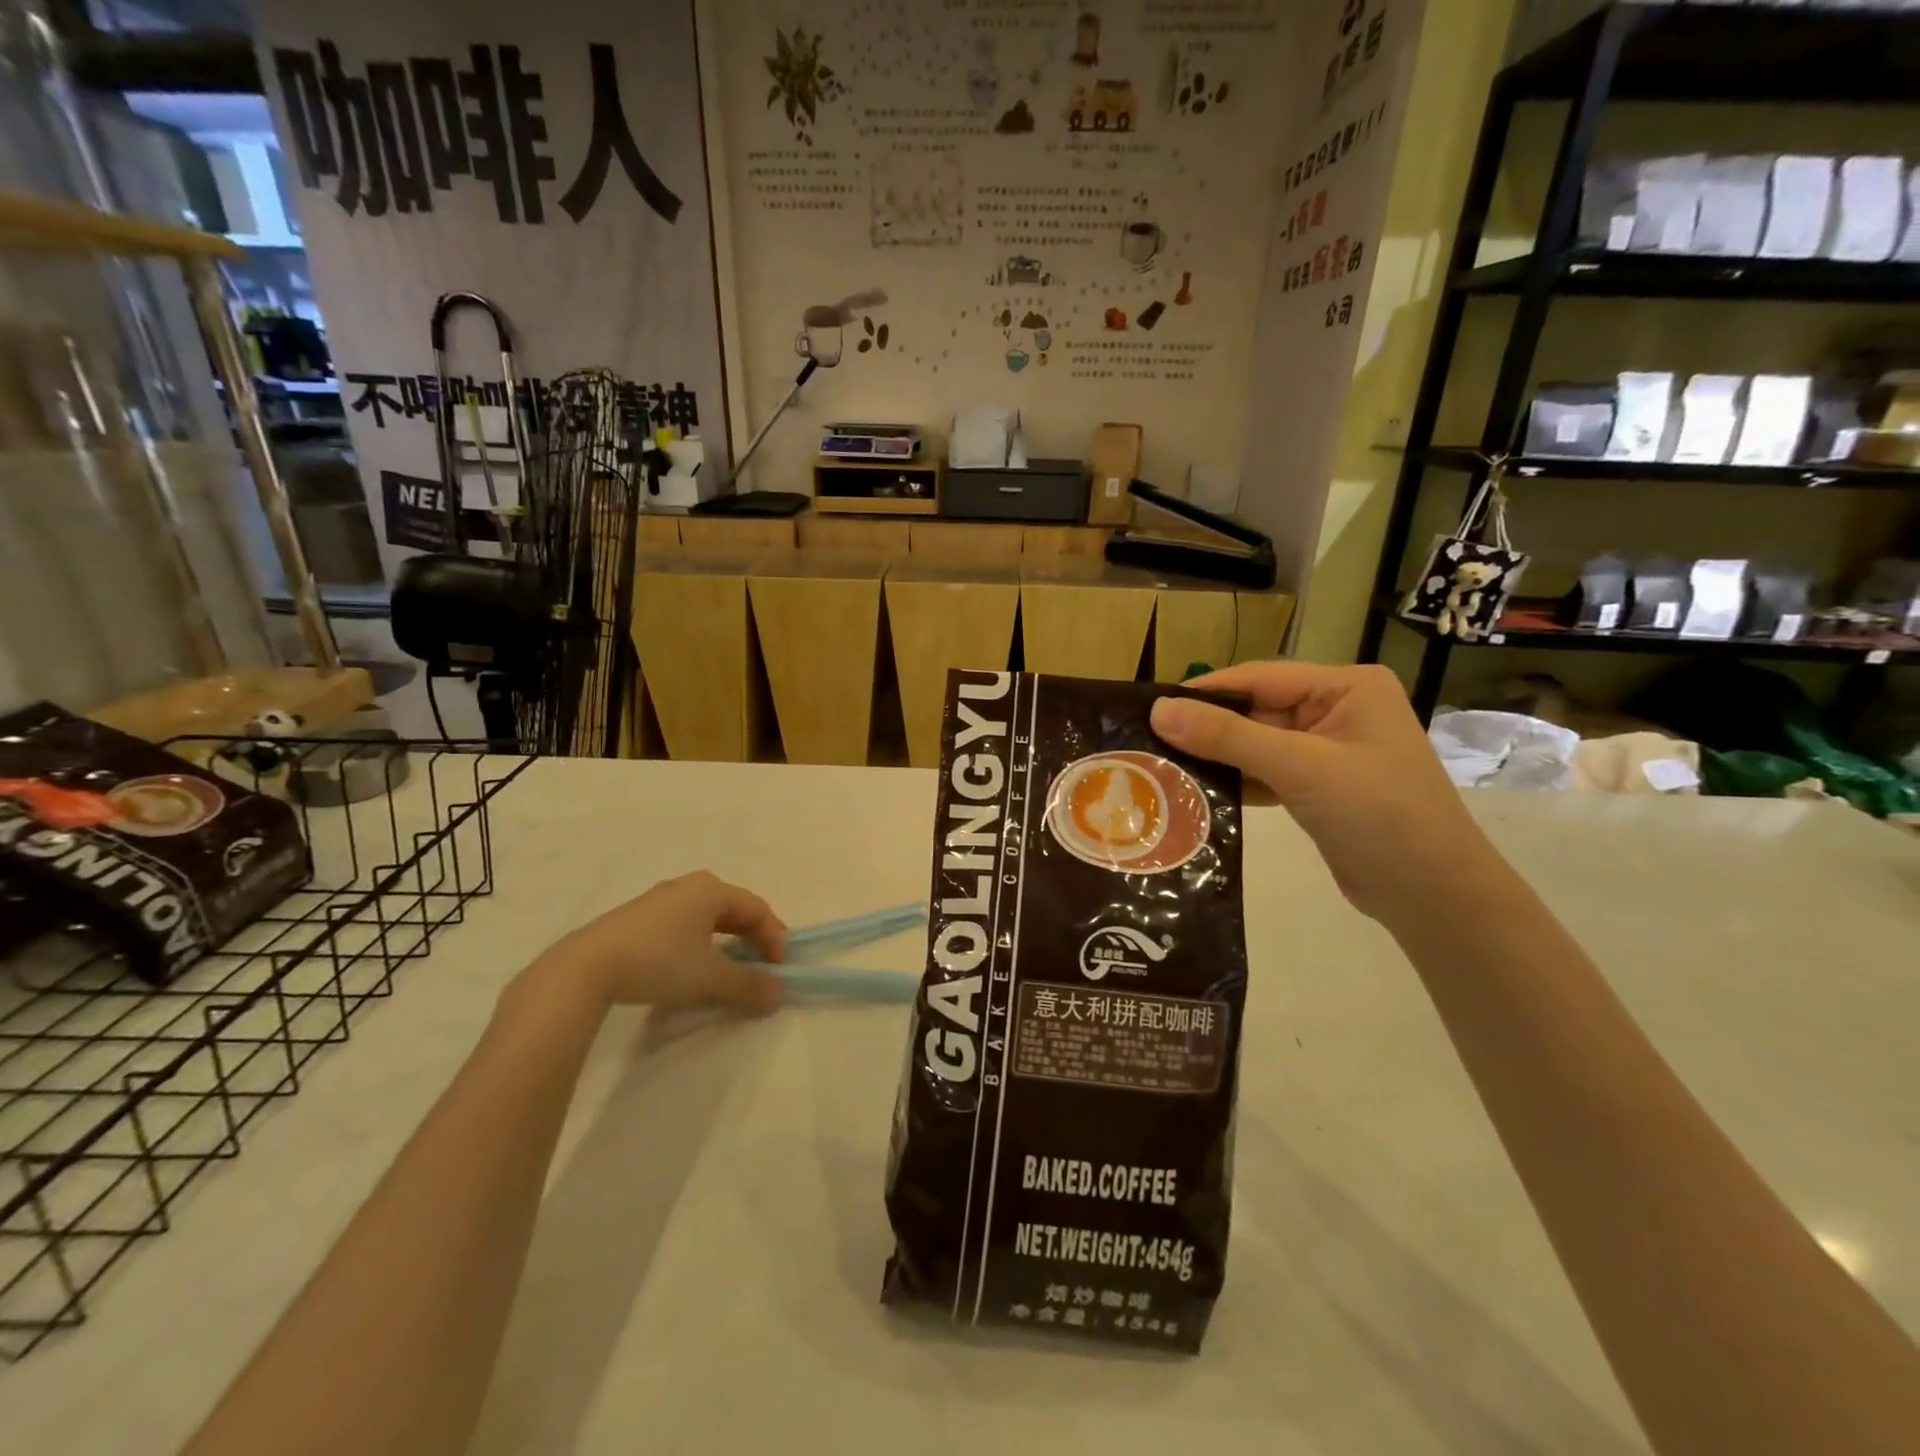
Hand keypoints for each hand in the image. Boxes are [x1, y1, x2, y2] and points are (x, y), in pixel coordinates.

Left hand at [543, 871, 786, 1013]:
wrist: (584, 969)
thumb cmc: (658, 961)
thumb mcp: (710, 977)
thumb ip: (748, 986)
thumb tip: (778, 994)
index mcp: (711, 890)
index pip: (757, 909)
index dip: (774, 937)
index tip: (778, 969)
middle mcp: (688, 886)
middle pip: (733, 909)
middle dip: (751, 938)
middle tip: (760, 965)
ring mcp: (659, 900)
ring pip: (706, 918)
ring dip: (725, 942)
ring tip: (727, 969)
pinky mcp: (636, 919)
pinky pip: (682, 925)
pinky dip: (698, 944)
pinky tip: (689, 967)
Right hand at [1150, 663, 1506, 925]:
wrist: (1433, 896)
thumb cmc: (1378, 815)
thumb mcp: (1300, 768)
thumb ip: (1228, 737)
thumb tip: (1158, 710)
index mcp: (1346, 687)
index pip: (1260, 678)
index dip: (1205, 692)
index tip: (1149, 707)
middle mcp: (1337, 710)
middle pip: (1256, 711)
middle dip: (1207, 729)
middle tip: (1146, 743)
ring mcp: (1328, 751)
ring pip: (1256, 744)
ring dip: (1217, 758)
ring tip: (1160, 767)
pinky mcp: (1318, 787)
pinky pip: (1266, 773)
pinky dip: (1236, 782)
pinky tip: (1196, 793)